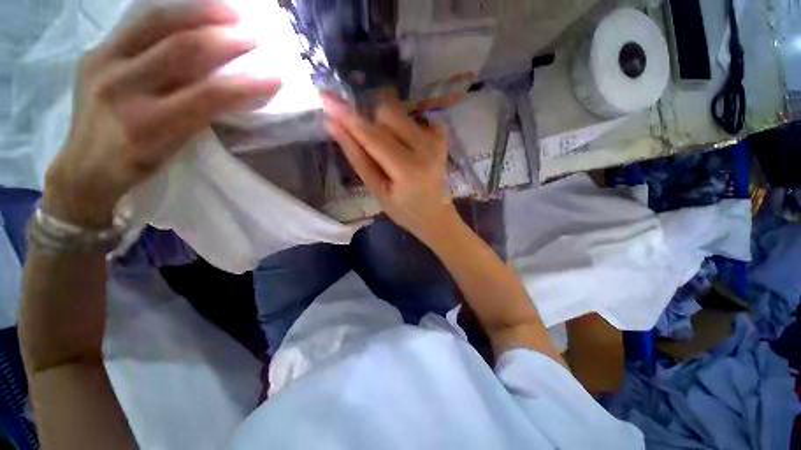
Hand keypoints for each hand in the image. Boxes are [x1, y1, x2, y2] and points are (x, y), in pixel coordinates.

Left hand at [44, 3, 280, 227]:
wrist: (85, 166)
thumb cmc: (139, 164)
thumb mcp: (176, 149)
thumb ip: (203, 117)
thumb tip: (237, 91)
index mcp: (148, 125)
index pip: (207, 96)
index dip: (245, 84)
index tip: (274, 77)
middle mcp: (122, 89)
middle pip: (181, 50)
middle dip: (224, 39)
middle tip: (254, 35)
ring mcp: (103, 64)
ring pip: (155, 23)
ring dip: (199, 13)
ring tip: (230, 11)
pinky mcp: (94, 52)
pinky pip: (138, 23)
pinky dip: (172, 14)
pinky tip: (194, 13)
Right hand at [322, 93, 457, 244]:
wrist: (436, 215)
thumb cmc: (404, 210)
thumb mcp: (377, 191)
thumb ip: (358, 159)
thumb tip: (335, 126)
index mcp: (407, 169)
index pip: (373, 136)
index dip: (348, 117)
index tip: (326, 98)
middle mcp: (426, 148)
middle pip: (386, 113)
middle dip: (372, 125)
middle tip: (375, 150)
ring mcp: (437, 139)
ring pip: (399, 112)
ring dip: (387, 127)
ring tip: (393, 153)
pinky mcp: (442, 135)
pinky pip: (413, 118)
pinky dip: (403, 129)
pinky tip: (408, 149)